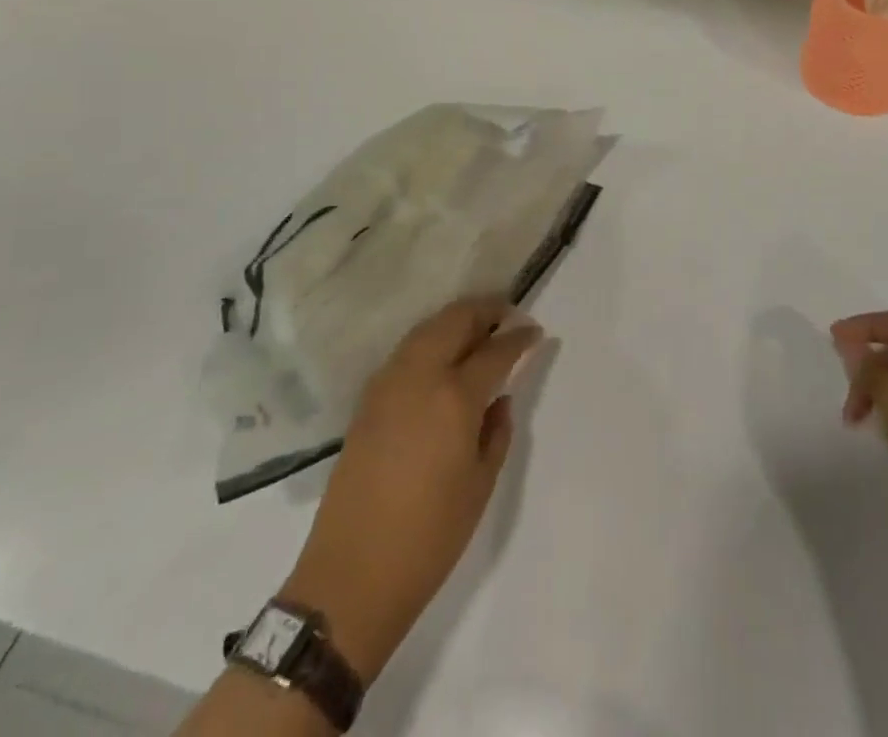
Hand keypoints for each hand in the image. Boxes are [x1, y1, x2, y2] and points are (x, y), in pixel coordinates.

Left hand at [280, 298, 542, 679]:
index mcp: (454, 396)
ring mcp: (388, 383)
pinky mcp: (367, 399)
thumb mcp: (481, 484)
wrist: (353, 575)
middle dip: (485, 311)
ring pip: (427, 329)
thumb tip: (499, 398)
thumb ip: (497, 430)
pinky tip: (442, 359)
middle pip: (455, 320)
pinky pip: (406, 351)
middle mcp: (419, 376)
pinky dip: (430, 340)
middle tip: (508, 317)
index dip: (519, 337)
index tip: (535, 331)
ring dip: (456, 321)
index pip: (494, 350)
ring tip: (478, 332)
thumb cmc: (430, 536)